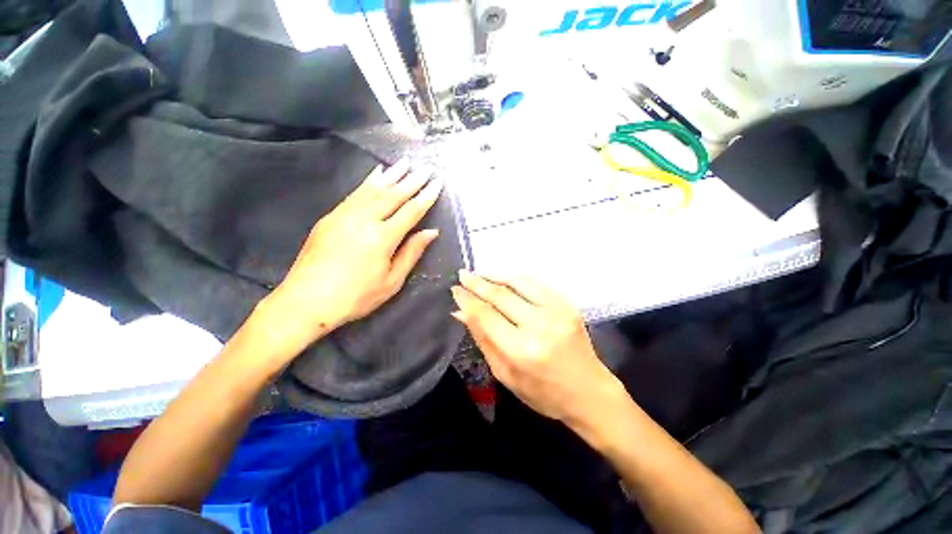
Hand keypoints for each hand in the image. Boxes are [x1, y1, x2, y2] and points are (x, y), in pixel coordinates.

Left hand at [259, 158, 442, 355]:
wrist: (306, 301)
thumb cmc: (355, 297)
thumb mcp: (391, 281)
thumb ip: (411, 253)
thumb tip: (431, 232)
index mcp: (382, 238)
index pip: (410, 211)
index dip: (425, 197)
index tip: (437, 183)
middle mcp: (364, 220)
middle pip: (393, 195)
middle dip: (411, 181)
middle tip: (425, 169)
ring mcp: (344, 215)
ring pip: (373, 190)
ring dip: (391, 175)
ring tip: (404, 163)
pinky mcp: (330, 217)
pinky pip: (354, 193)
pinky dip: (368, 182)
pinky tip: (376, 174)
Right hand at [450, 272, 626, 424]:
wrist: (589, 391)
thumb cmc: (543, 392)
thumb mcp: (505, 374)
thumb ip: (482, 339)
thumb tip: (460, 312)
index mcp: (520, 351)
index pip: (485, 315)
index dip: (467, 300)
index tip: (455, 290)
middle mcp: (538, 326)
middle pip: (500, 295)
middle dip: (478, 283)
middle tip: (463, 275)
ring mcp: (556, 312)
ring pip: (518, 282)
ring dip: (496, 275)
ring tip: (480, 273)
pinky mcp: (567, 304)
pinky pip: (537, 283)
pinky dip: (517, 277)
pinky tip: (505, 277)